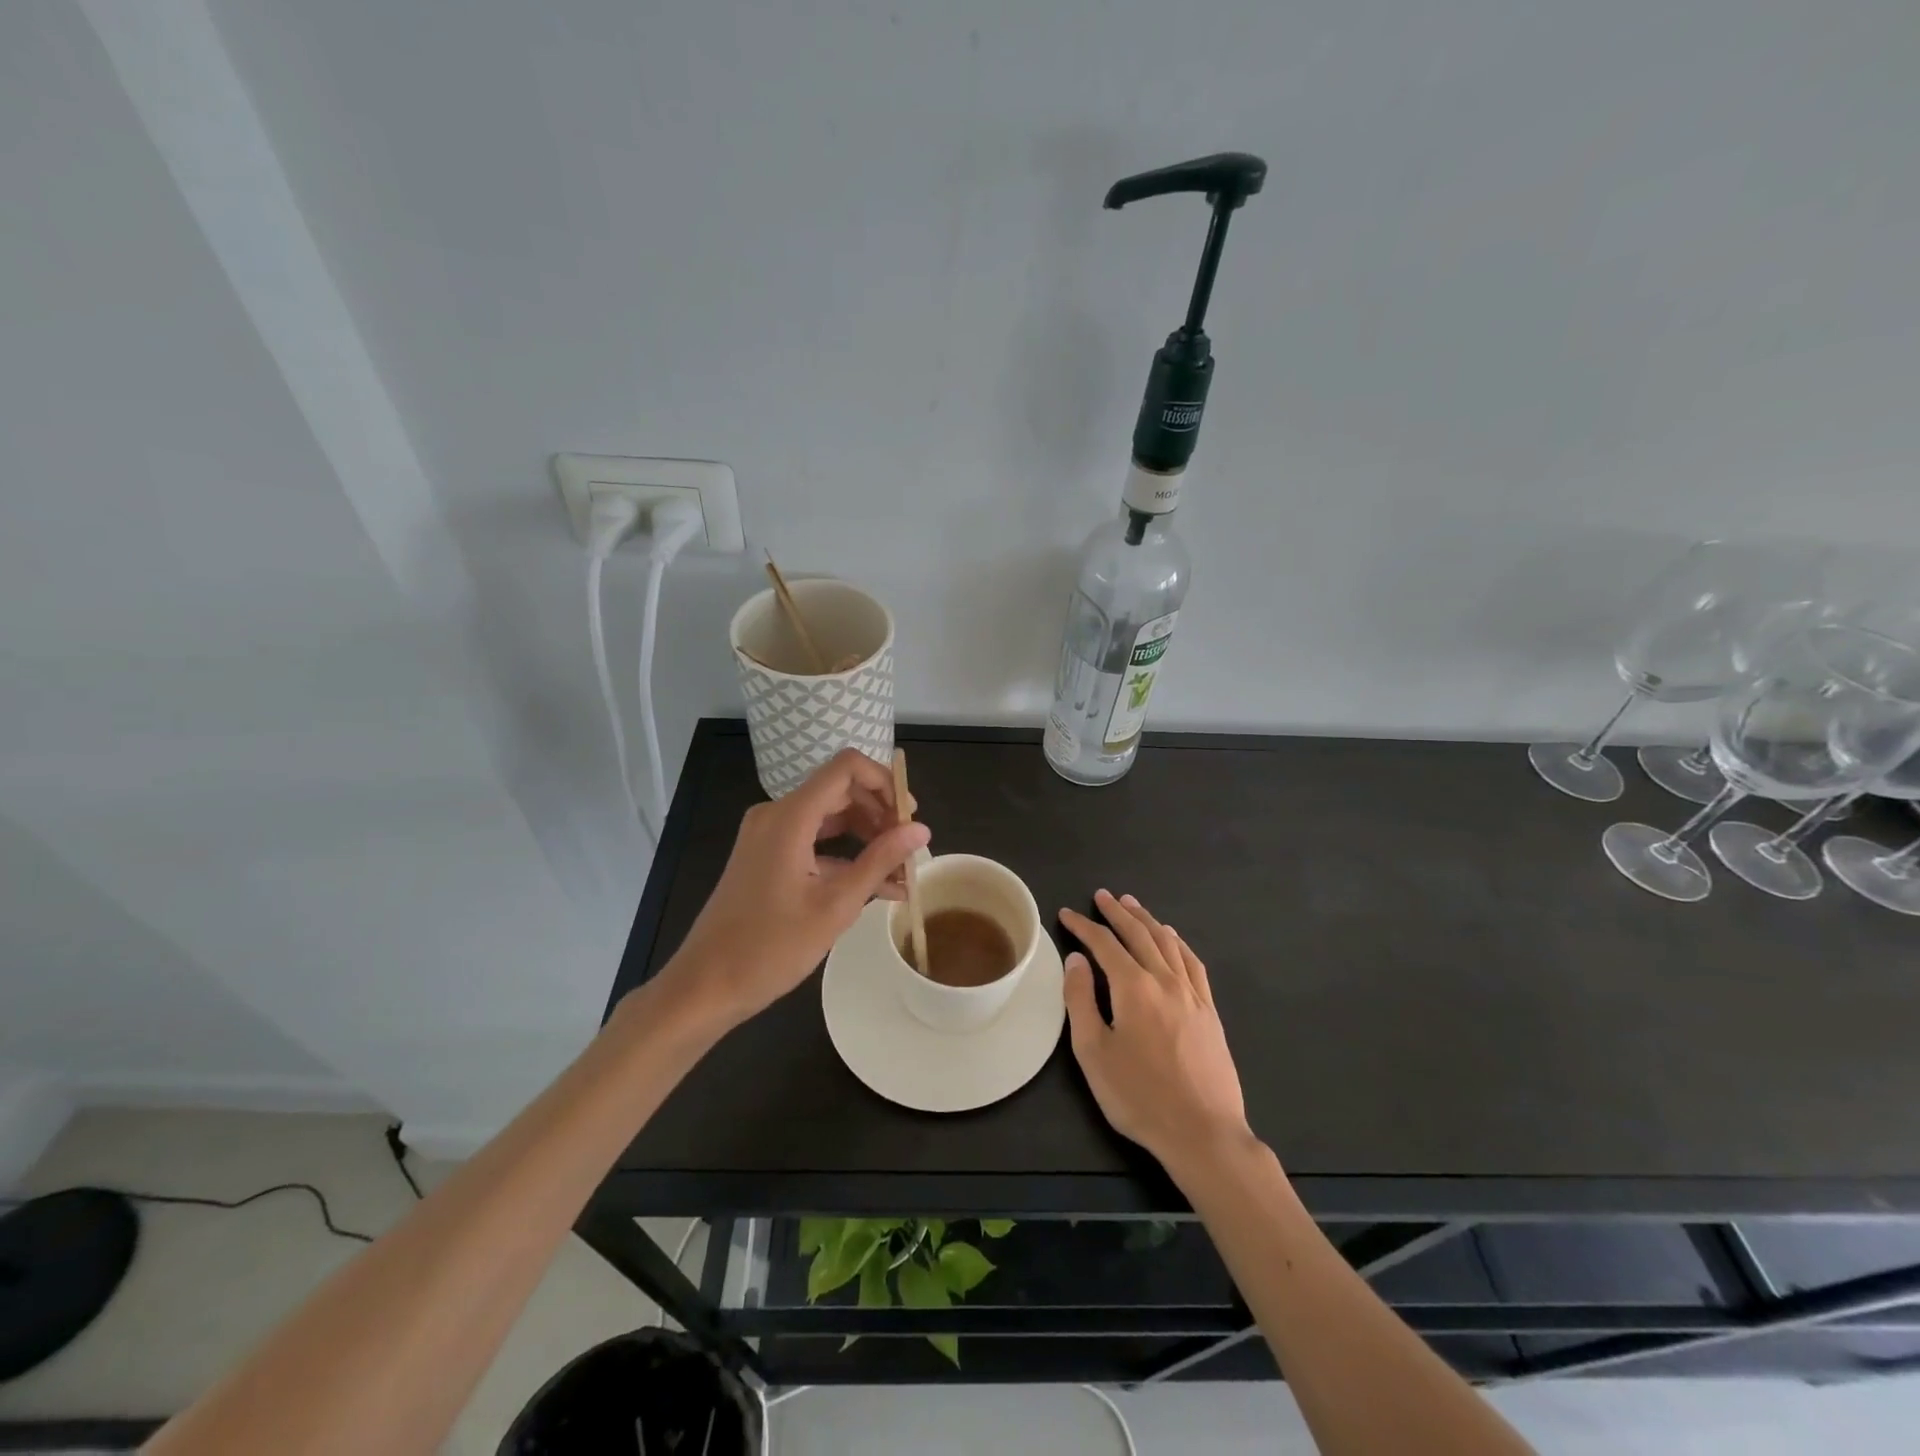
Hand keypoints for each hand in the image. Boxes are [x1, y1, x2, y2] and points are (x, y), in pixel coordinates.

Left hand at [659, 749, 929, 1029]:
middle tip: (910, 849)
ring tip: (901, 871)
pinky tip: (876, 886)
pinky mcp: (766, 856)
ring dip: (867, 837)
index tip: (909, 817)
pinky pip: (813, 840)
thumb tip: (921, 829)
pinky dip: (844, 855)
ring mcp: (768, 835)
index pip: (846, 767)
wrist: (706, 985)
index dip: (884, 782)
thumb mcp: (836, 905)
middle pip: (840, 791)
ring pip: (829, 817)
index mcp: (790, 816)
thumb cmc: (770, 947)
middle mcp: (776, 814)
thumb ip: (880, 861)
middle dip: (881, 814)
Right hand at [1059, 890, 1249, 1174]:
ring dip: (1147, 920)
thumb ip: (1081, 1000)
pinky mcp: (1209, 1011)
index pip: (1104, 944)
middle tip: (1102, 895)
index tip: (1066, 915)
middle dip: (1118, 912)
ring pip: (1168, 943)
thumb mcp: (1094, 1052)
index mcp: (1133, 987)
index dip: (1083, 927)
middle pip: (1139, 934)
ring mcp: (1192, 994)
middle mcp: (1165, 980)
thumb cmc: (1139, 1096)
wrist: (1203, 1132)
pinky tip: (1173, 939)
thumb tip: (1076, 959)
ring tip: (1132, 904)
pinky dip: (1178, 943)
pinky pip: (1193, 963)